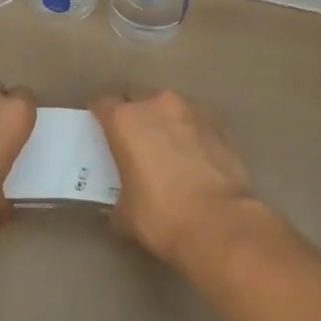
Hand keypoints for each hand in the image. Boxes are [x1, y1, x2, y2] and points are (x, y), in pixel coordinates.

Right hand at [90, 90, 262, 270]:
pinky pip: (194, 120)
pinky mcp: (218, 123)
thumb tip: (121, 205)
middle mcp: (157, 104)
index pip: (103, 103)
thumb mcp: (125, 214)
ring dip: (163, 121)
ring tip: (167, 148)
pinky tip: (193, 156)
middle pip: (137, 98)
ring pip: (168, 106)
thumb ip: (118, 198)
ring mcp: (191, 110)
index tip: (100, 130)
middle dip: (133, 114)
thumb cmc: (162, 215)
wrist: (220, 222)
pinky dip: (189, 132)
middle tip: (133, 141)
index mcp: (125, 120)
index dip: (99, 116)